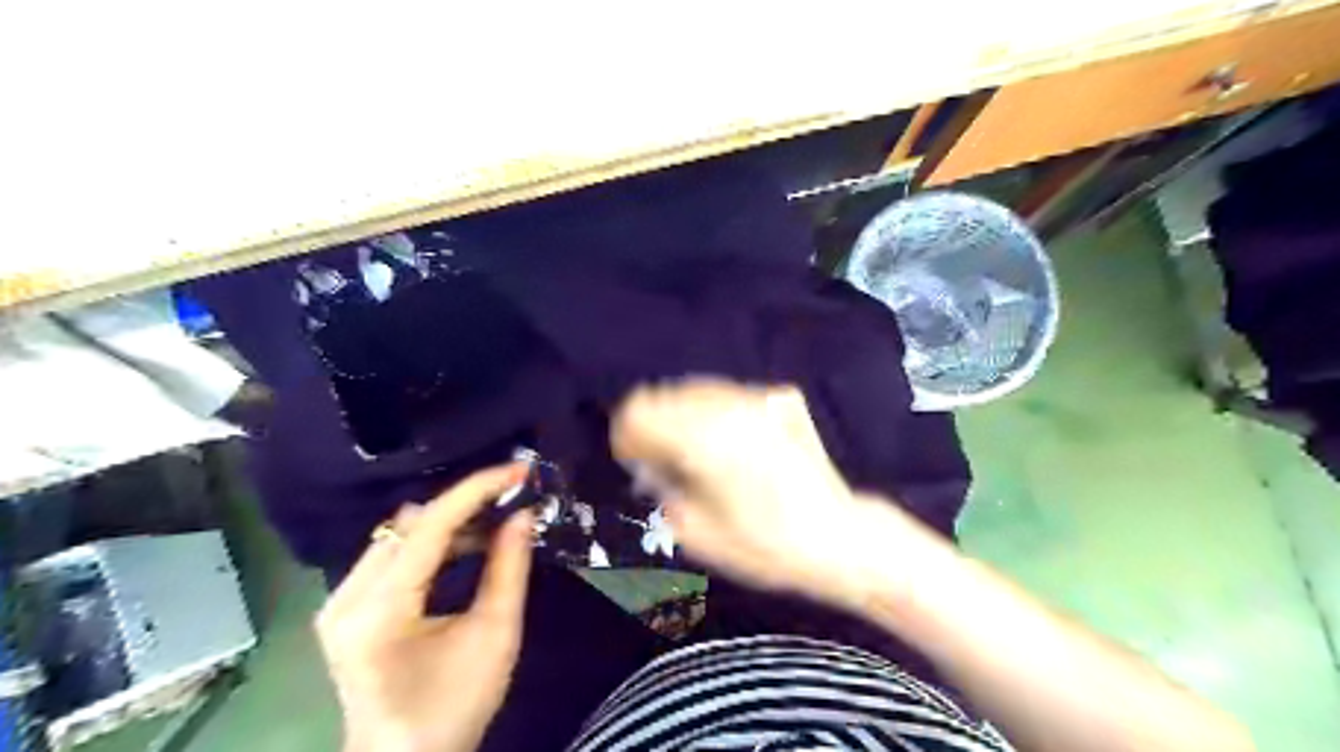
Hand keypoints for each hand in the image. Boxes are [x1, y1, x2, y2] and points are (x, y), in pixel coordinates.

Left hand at [318, 464, 534, 751]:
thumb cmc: (454, 707)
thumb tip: (523, 514)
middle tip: (513, 501)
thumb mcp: (495, 636)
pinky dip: (433, 543)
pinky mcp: (346, 607)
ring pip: (400, 534)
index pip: (428, 526)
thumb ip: (509, 568)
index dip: (476, 491)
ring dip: (451, 523)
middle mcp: (345, 598)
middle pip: (409, 524)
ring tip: (497, 525)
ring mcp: (339, 602)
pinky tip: (467, 547)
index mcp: (377, 611)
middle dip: (465, 506)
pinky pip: (393, 553)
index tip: (517, 471)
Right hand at [611, 378, 917, 613]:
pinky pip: (728, 393)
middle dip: (655, 425)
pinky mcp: (780, 396)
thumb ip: (662, 488)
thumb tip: (650, 462)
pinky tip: (729, 441)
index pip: (639, 410)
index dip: (628, 435)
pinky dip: (715, 412)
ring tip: (697, 451)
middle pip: (664, 393)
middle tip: (663, 460)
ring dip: (684, 415)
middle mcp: (729, 406)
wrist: (839, 535)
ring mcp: (758, 396)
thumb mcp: (696, 533)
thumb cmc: (766, 545)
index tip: (634, 460)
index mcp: (703, 439)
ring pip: (696, 388)